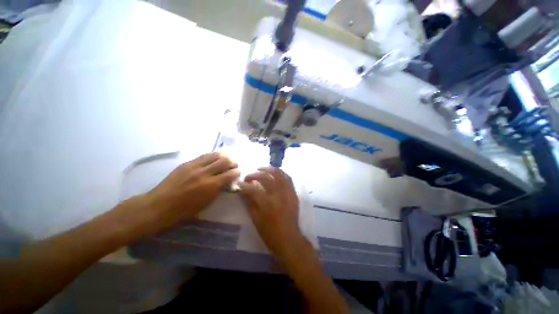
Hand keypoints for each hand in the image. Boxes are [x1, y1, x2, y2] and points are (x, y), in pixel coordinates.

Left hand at [142, 152, 239, 231]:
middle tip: (234, 164)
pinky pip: (203, 156)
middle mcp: (204, 173)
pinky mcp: (187, 163)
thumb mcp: (206, 203)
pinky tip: (215, 157)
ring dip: (223, 156)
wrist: (159, 205)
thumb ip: (218, 190)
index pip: (229, 174)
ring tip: (227, 158)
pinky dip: (212, 156)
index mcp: (210, 185)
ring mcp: (195, 166)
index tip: (238, 172)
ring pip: (214, 155)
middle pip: (224, 161)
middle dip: (232, 162)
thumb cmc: (184, 210)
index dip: (236, 172)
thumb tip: (227, 182)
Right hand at [238, 167, 303, 258]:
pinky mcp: (293, 193)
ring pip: (278, 174)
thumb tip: (244, 190)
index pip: (252, 189)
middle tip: (248, 177)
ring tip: (261, 169)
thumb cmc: (269, 232)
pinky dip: (280, 173)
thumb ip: (250, 202)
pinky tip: (274, 173)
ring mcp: (287, 192)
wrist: (289, 238)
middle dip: (254, 174)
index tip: (239, 183)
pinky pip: (288, 178)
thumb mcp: (255, 219)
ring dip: (268, 169)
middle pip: (265, 177)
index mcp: (266, 203)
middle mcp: (277, 195)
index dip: (244, 185)